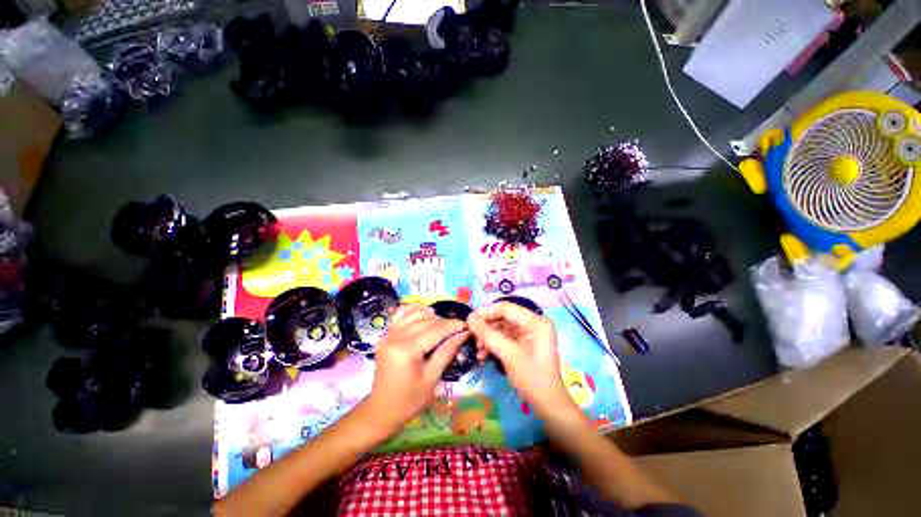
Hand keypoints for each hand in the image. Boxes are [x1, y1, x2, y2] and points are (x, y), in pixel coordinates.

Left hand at [363, 304, 468, 434]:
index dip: (452, 326)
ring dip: (431, 316)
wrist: (382, 409)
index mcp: (406, 350)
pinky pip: (402, 315)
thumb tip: (462, 333)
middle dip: (444, 322)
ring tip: (443, 325)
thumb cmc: (410, 399)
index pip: (435, 330)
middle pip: (426, 320)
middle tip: (457, 328)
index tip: (466, 326)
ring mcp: (388, 334)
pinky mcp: (385, 334)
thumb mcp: (432, 378)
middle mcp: (395, 337)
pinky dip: (415, 312)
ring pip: (415, 314)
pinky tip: (425, 316)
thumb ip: (447, 352)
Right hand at [468, 303, 575, 418]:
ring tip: (478, 349)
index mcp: (536, 321)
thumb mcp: (508, 354)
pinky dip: (495, 343)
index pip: (507, 309)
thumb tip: (469, 318)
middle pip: (504, 317)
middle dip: (487, 327)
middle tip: (471, 335)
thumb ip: (487, 334)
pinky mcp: (526, 341)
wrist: (547, 404)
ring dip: (489, 337)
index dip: (486, 312)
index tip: (469, 319)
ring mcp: (531, 332)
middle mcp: (534, 322)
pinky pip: (506, 336)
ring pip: (503, 327)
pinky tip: (484, 353)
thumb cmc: (531, 378)